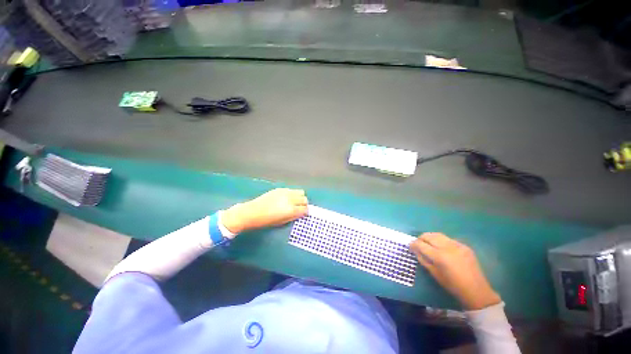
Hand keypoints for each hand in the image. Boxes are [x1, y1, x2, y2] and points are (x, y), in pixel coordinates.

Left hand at [221, 188, 307, 233]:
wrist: (252, 212)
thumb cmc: (266, 221)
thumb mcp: (282, 222)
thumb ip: (294, 217)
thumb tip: (301, 213)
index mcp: (291, 210)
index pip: (305, 209)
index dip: (305, 212)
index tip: (304, 213)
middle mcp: (290, 199)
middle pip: (304, 199)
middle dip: (304, 204)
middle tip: (300, 208)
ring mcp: (285, 192)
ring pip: (300, 192)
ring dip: (300, 197)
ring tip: (294, 202)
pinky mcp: (280, 189)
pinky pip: (291, 190)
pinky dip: (292, 194)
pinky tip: (286, 199)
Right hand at [410, 233, 500, 310]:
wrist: (476, 291)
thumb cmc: (452, 285)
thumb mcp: (434, 274)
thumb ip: (423, 259)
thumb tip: (414, 250)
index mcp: (439, 256)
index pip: (421, 244)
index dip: (413, 244)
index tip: (410, 246)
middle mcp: (447, 247)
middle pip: (429, 236)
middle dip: (421, 238)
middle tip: (418, 243)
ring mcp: (457, 245)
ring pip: (438, 235)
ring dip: (430, 237)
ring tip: (427, 242)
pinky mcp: (464, 246)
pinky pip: (448, 239)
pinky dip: (441, 241)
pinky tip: (441, 247)